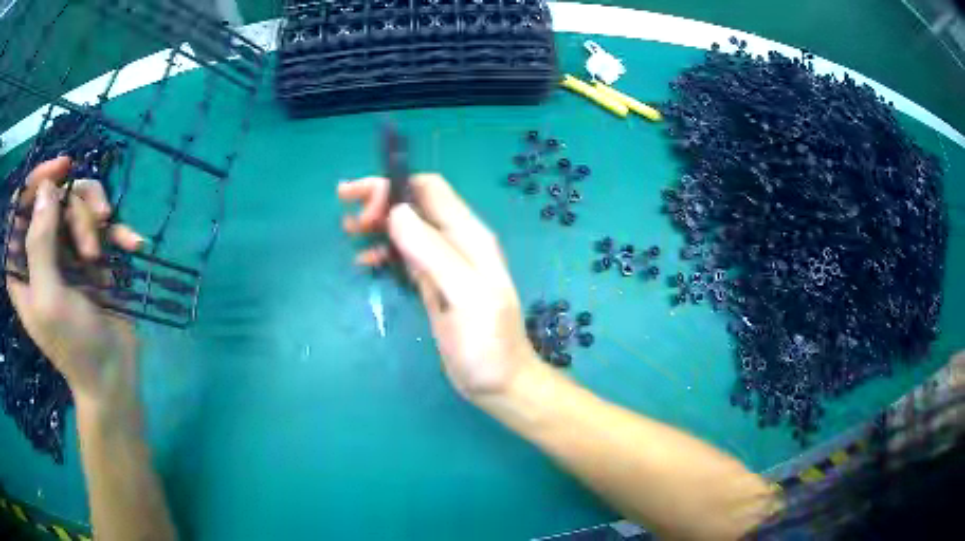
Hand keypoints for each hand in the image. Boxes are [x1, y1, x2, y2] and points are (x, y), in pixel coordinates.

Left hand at [5, 157, 144, 412]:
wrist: (113, 374)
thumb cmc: (73, 346)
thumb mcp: (49, 299)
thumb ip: (39, 244)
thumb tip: (46, 187)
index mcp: (21, 266)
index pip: (19, 206)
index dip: (35, 182)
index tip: (59, 172)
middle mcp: (40, 250)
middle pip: (53, 197)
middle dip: (74, 211)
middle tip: (91, 246)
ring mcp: (65, 249)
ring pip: (78, 201)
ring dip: (94, 220)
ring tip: (102, 254)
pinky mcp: (90, 252)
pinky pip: (102, 221)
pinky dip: (118, 229)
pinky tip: (133, 245)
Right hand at [338, 174, 539, 398]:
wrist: (498, 383)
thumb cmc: (486, 343)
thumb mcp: (464, 295)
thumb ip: (433, 252)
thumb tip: (397, 213)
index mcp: (469, 236)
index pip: (429, 189)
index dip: (394, 187)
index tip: (364, 205)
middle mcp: (456, 242)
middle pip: (414, 204)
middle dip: (380, 201)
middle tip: (350, 221)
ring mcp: (444, 264)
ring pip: (406, 228)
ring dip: (378, 224)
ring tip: (349, 232)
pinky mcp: (433, 284)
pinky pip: (405, 255)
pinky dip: (384, 251)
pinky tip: (365, 261)